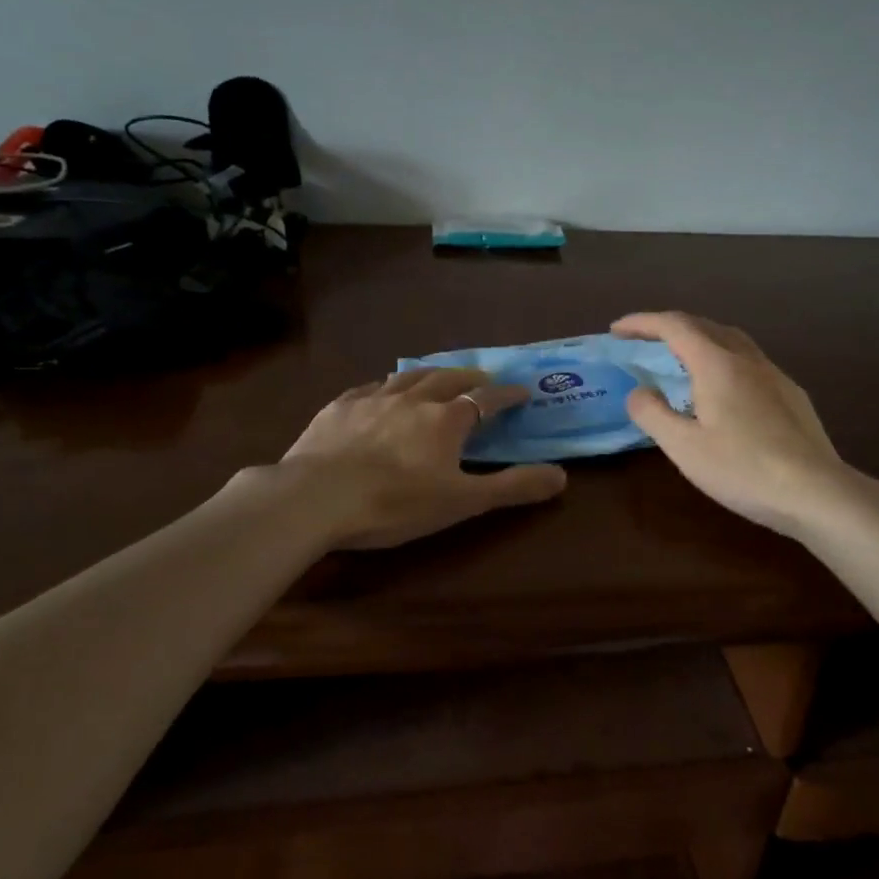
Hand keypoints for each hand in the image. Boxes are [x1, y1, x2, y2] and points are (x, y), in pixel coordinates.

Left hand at [275, 367, 567, 548]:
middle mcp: (412, 399)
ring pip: (407, 376)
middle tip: (482, 379)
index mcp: (445, 419)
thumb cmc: (395, 503)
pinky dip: (384, 387)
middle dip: (470, 377)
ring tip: (436, 377)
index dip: (507, 394)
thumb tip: (561, 476)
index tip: (522, 391)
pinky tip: (380, 392)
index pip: (486, 399)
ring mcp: (372, 399)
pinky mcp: (338, 408)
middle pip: (448, 378)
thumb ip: (512, 487)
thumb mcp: (462, 502)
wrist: (316, 498)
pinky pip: (368, 388)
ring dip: (429, 375)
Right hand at [612, 311, 878, 537]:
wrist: (816, 492)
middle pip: (703, 325)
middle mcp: (746, 359)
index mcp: (716, 364)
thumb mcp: (684, 447)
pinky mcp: (791, 394)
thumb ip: (653, 414)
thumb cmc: (743, 469)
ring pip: (731, 340)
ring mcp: (774, 375)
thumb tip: (638, 392)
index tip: (616, 330)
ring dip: (699, 338)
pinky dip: (723, 358)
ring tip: (680, 357)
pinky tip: (723, 388)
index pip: (674, 327)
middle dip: (668, 327)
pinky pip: (749, 360)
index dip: (642, 323)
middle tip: (642, 341)